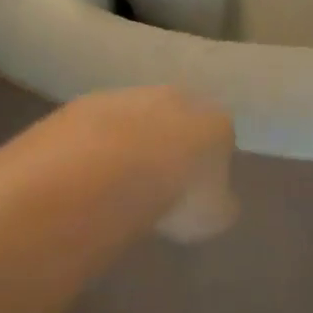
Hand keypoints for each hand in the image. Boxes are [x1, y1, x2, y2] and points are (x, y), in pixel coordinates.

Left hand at [73, 87, 238, 243]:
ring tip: (120, 178)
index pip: (221, 136)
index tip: (197, 188)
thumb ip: (220, 204)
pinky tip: (92, 169)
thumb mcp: (213, 217)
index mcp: (215, 121)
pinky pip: (103, 124)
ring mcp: (134, 95)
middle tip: (159, 180)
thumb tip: (217, 202)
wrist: (108, 168)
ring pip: (139, 116)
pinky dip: (100, 142)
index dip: (210, 162)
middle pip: (180, 118)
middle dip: (171, 143)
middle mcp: (179, 97)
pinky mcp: (93, 101)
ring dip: (134, 139)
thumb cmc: (175, 194)